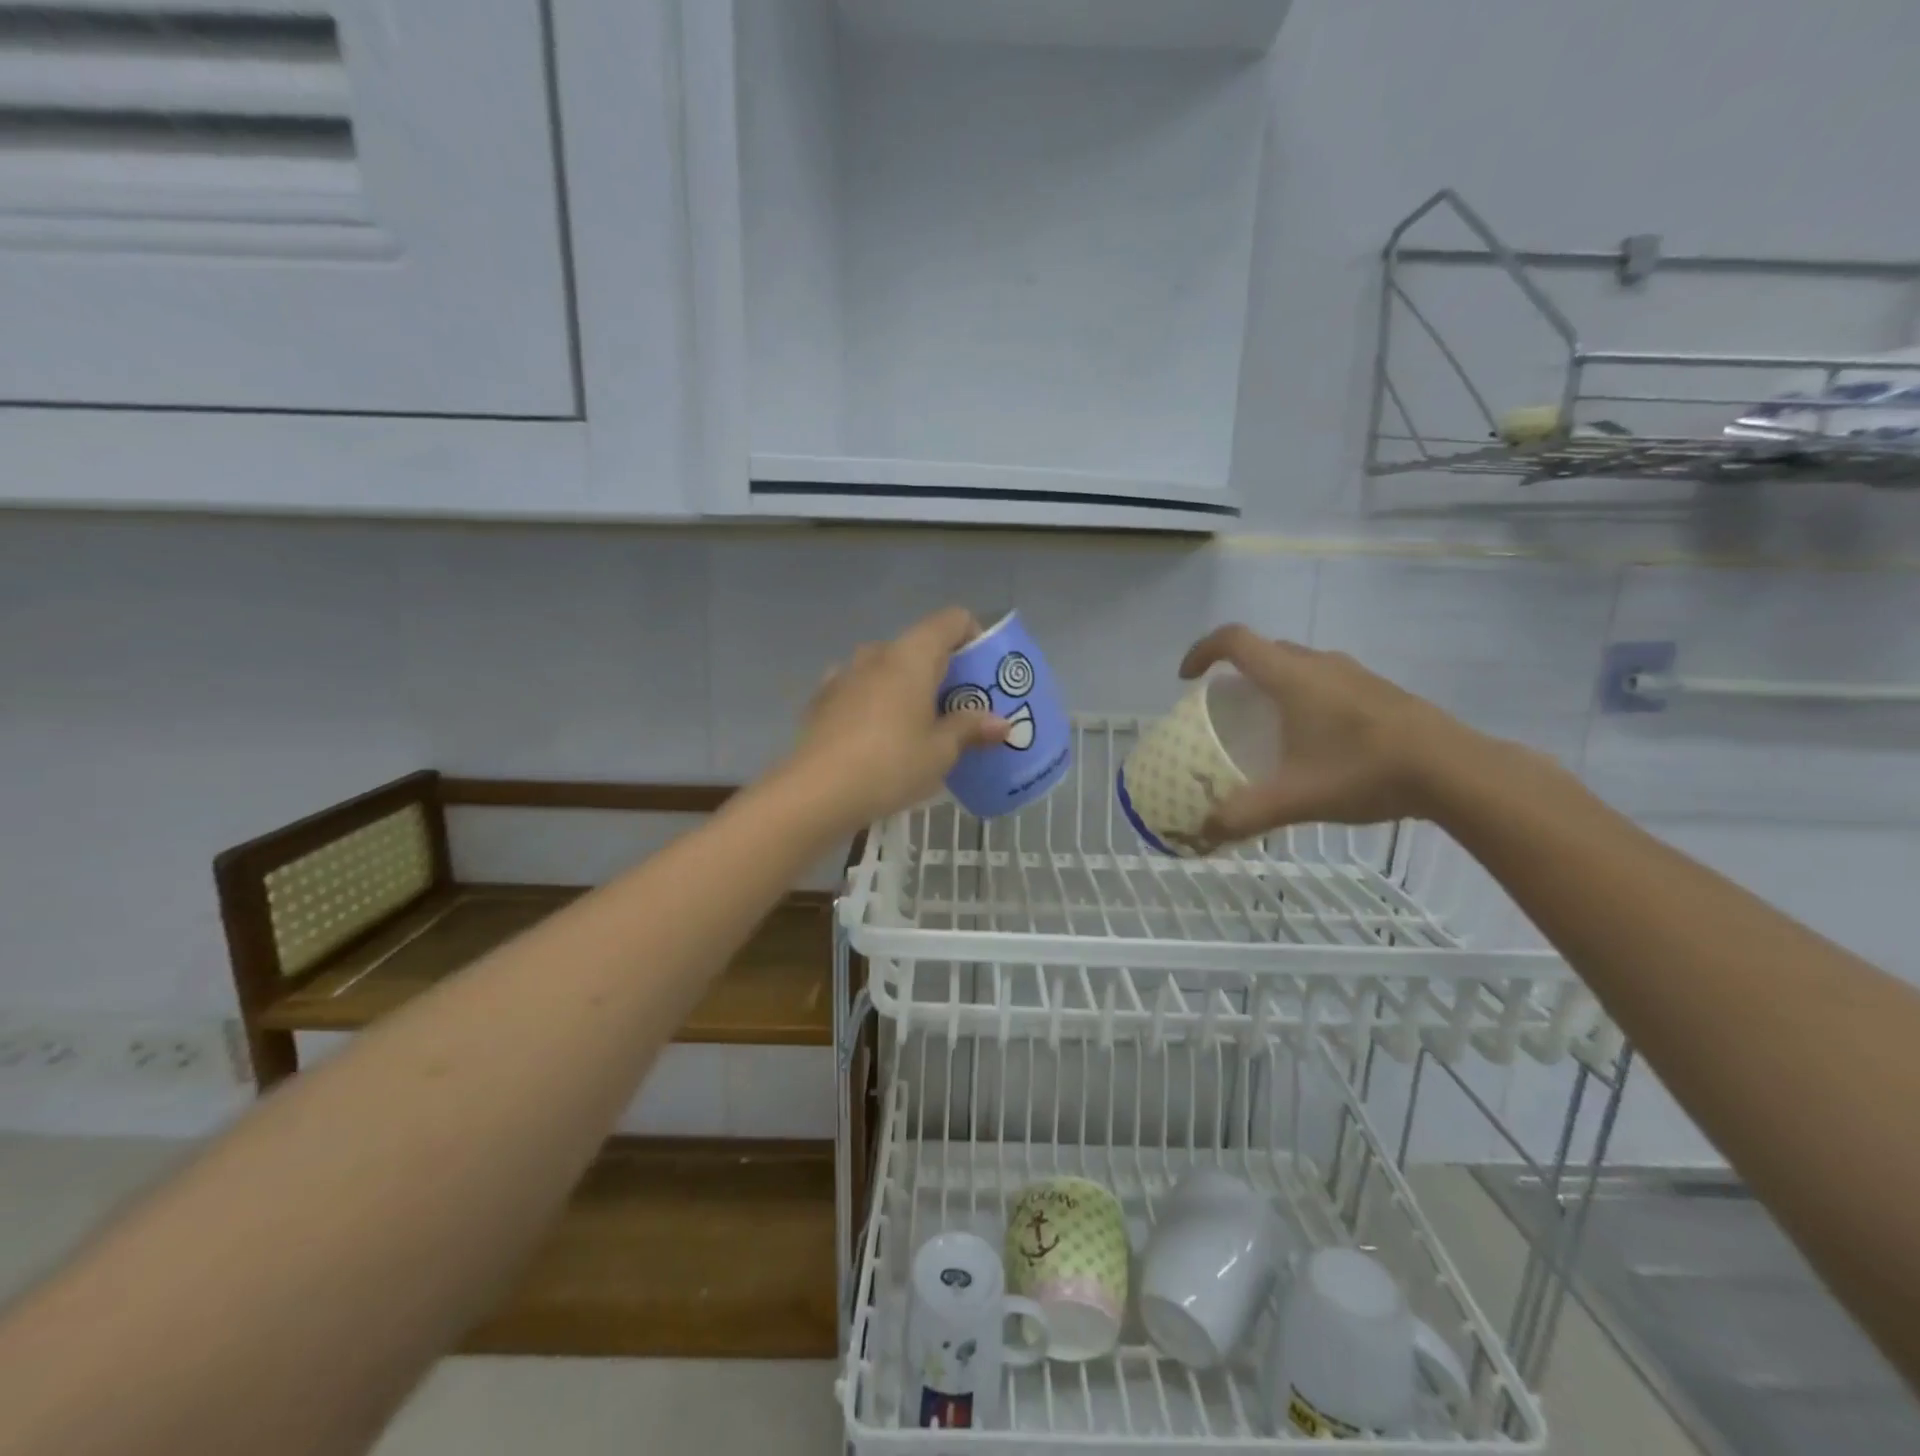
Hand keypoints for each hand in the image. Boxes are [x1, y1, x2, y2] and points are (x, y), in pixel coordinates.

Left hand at [784, 606, 1008, 829]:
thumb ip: (970, 729)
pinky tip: (879, 736)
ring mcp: (844, 674)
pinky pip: (860, 690)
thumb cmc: (891, 764)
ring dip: (908, 688)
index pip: (952, 620)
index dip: (974, 638)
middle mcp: (876, 653)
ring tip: (919, 727)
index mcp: (911, 655)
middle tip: (960, 710)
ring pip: (887, 669)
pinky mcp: (822, 700)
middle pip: (920, 647)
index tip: (983, 675)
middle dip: (944, 673)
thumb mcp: (941, 752)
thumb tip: (1001, 723)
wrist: (816, 793)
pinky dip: (876, 703)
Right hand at [1178, 625, 1474, 840]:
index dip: (1202, 652)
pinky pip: (1325, 679)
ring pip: (1298, 664)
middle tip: (1225, 707)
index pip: (1234, 640)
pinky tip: (1315, 737)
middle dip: (1235, 672)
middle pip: (1264, 650)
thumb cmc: (1364, 771)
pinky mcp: (1378, 689)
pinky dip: (1303, 694)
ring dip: (1272, 682)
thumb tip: (1202, 833)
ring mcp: (1354, 673)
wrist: (1454, 769)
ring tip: (1267, 722)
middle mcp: (1319, 664)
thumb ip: (1244, 815)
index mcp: (1290, 676)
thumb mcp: (1295, 798)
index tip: (1186, 679)